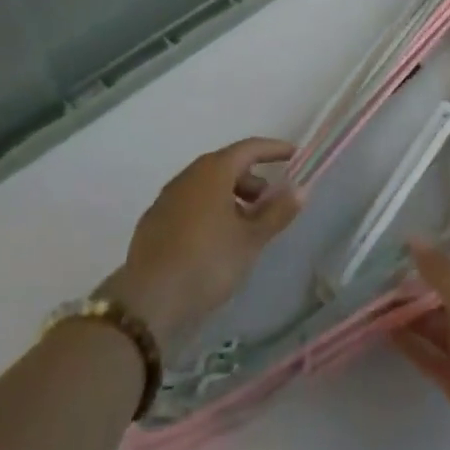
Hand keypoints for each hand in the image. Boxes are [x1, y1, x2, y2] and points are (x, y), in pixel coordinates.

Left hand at [100, 137, 301, 350]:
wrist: (148, 301)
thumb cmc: (208, 262)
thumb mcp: (250, 240)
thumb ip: (277, 212)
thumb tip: (300, 189)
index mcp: (213, 171)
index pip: (249, 148)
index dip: (274, 149)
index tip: (294, 155)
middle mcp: (188, 176)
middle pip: (226, 166)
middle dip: (252, 180)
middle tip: (270, 202)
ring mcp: (167, 198)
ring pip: (207, 186)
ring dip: (230, 197)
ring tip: (246, 227)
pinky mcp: (153, 222)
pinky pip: (190, 204)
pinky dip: (209, 211)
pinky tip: (215, 241)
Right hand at [394, 240, 449, 449]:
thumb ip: (442, 274)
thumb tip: (413, 237)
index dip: (438, 263)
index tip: (406, 252)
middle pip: (449, 302)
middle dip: (419, 292)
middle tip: (382, 279)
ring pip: (438, 330)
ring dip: (412, 318)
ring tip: (377, 303)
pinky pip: (433, 359)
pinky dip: (413, 346)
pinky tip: (387, 333)